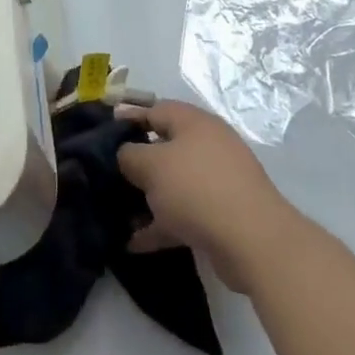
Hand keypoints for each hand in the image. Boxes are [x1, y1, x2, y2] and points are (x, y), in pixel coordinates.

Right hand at [116, 100, 296, 291]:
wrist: (253, 241)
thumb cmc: (196, 189)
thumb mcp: (151, 165)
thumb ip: (129, 155)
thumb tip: (126, 154)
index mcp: (193, 123)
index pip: (154, 110)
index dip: (127, 119)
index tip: (102, 135)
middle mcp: (207, 145)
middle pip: (164, 148)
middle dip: (136, 164)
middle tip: (108, 177)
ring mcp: (217, 180)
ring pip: (173, 184)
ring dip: (147, 198)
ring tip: (118, 214)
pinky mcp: (222, 214)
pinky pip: (183, 214)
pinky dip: (161, 225)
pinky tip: (134, 244)